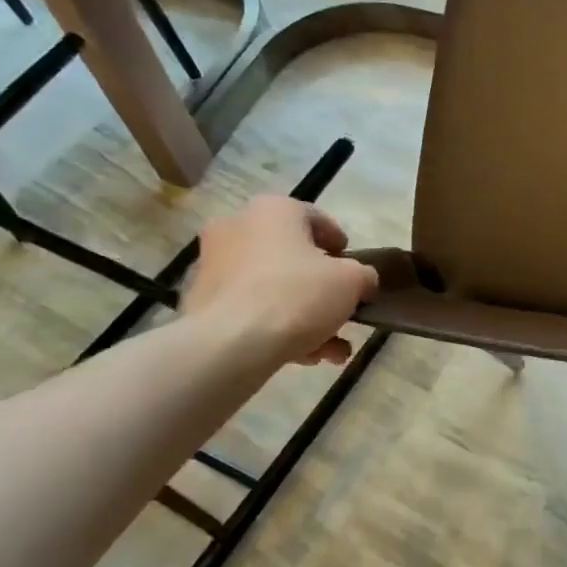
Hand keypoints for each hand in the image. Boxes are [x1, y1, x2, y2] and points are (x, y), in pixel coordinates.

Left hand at [182, 196, 378, 367]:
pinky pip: (251, 308)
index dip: (341, 247)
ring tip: (331, 348)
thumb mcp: (352, 281)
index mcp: (273, 210)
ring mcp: (214, 265)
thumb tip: (362, 281)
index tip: (355, 271)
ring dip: (305, 315)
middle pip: (293, 257)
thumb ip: (364, 275)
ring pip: (273, 287)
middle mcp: (237, 227)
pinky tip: (305, 356)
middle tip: (342, 310)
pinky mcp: (201, 301)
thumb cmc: (296, 295)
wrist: (229, 344)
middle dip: (322, 288)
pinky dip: (277, 327)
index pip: (317, 220)